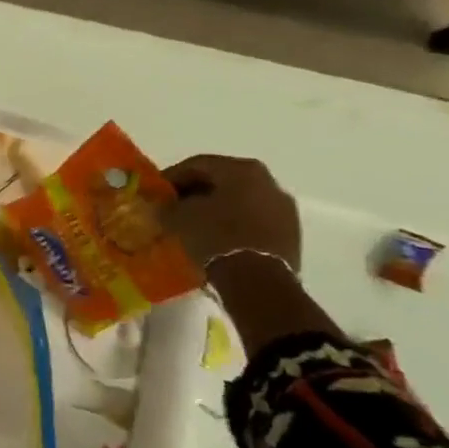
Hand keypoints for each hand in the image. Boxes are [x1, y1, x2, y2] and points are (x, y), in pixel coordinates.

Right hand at [162, 155, 300, 272]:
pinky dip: (234, 225)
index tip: (157, 192)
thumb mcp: (178, 216)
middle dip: (196, 192)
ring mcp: (284, 209)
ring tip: (195, 225)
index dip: (172, 177)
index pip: (197, 165)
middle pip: (223, 181)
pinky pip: (254, 221)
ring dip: (217, 209)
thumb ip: (168, 204)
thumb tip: (164, 205)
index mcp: (242, 169)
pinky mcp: (291, 234)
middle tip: (174, 207)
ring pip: (241, 201)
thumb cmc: (215, 237)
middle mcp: (268, 181)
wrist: (259, 282)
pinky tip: (217, 238)